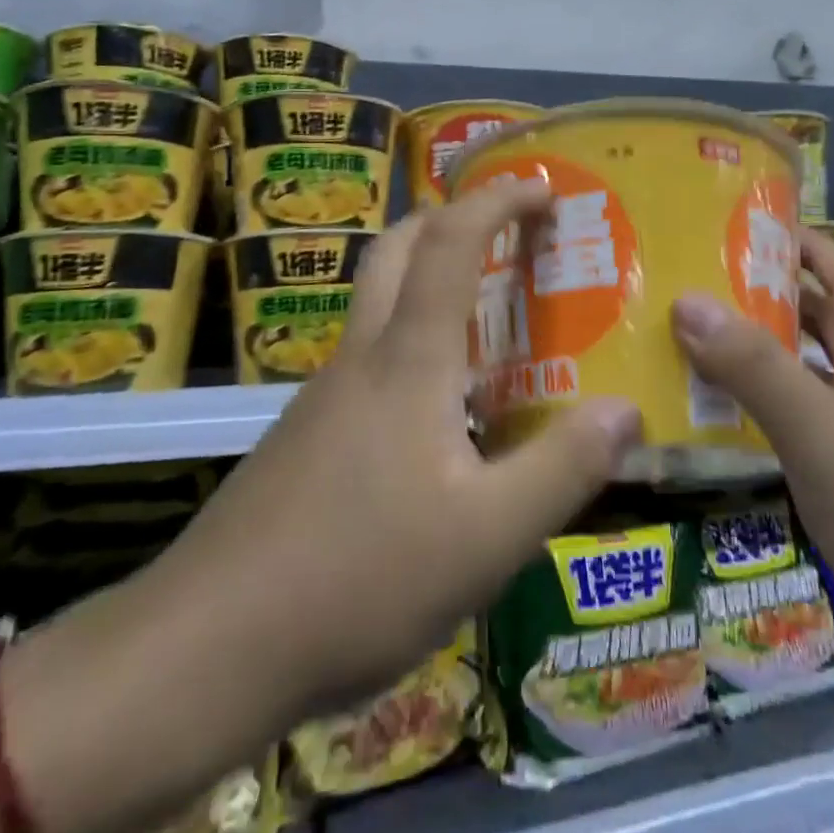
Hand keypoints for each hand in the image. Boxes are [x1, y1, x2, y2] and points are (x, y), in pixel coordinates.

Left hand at [150, 179, 642, 722]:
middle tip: (505, 230)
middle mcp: (363, 357)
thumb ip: (562, 469)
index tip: (543, 187)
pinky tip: (439, 414)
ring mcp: (326, 394)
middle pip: (397, 249)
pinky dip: (412, 343)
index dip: (498, 199)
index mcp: (408, 358)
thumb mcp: (486, 538)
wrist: (206, 645)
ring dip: (429, 280)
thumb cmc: (357, 578)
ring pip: (379, 303)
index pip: (452, 241)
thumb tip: (626, 410)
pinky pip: (370, 359)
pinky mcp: (308, 435)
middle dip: (450, 216)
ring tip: (488, 322)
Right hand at [669, 228, 833, 651]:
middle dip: (768, 296)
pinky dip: (766, 414)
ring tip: (693, 344)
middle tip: (698, 282)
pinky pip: (807, 429)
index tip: (746, 222)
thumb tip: (687, 299)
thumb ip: (755, 368)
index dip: (805, 243)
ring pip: (811, 378)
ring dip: (760, 357)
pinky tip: (726, 427)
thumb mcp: (822, 437)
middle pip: (824, 323)